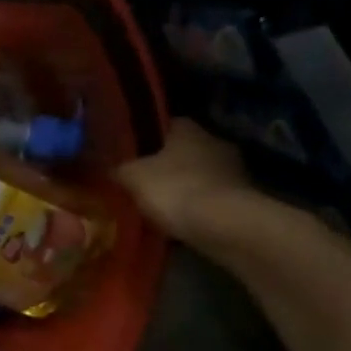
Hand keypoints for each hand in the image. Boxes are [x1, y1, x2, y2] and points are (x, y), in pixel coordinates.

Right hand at [116, 120, 256, 242]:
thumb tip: (106, 166)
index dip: (146, 139)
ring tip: (160, 206)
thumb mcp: (132, 177)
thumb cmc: (175, 190)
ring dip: (185, 187)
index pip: (165, 125)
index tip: (131, 155)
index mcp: (188, 128)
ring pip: (200, 175)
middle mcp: (215, 141)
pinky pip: (212, 199)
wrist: (225, 225)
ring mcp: (234, 170)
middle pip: (184, 150)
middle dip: (166, 165)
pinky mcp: (244, 198)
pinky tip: (182, 222)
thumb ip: (118, 169)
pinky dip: (199, 208)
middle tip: (143, 182)